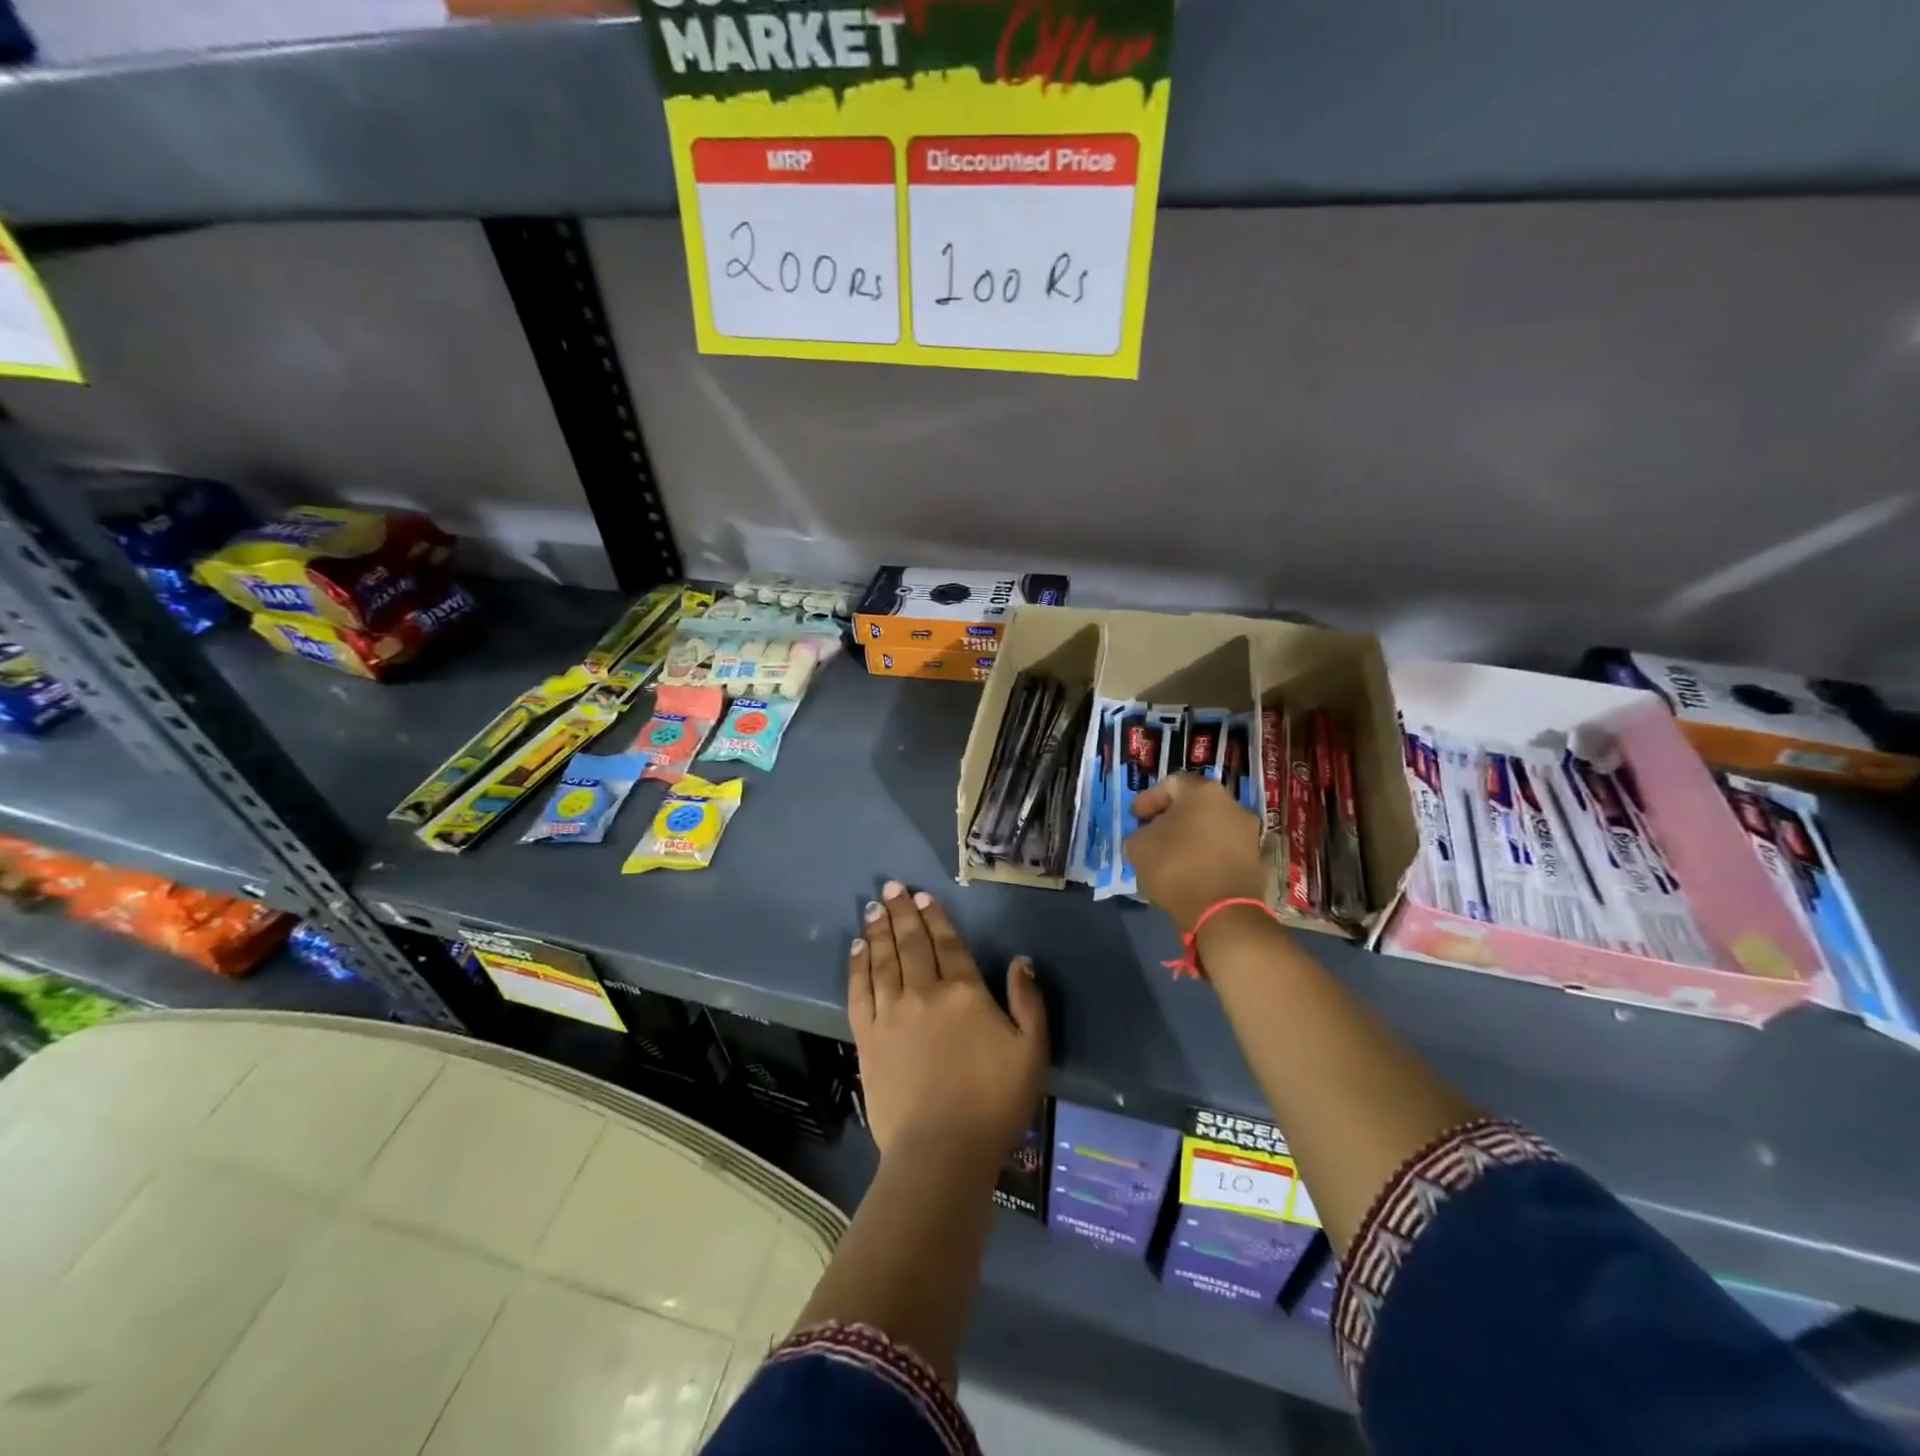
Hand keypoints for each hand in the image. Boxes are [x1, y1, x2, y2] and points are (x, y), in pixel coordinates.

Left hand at [849, 881, 1047, 1164]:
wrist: (941, 1151)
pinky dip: (857, 966)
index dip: (934, 917)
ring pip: (882, 959)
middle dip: (901, 913)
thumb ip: (1028, 1001)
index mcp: (963, 992)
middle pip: (910, 943)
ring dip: (878, 930)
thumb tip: (1021, 961)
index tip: (922, 896)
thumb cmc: (994, 1102)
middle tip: (891, 888)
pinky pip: (859, 990)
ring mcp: (891, 1013)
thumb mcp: (1032, 1052)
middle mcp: (923, 992)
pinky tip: (857, 949)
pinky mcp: (868, 1037)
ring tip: (873, 908)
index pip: (947, 943)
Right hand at [1124, 772, 1268, 930]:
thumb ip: (1139, 834)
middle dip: (1171, 817)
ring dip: (1190, 836)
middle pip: (1194, 804)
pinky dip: (1205, 854)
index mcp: (1203, 792)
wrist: (1224, 912)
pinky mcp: (1255, 859)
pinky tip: (1190, 871)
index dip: (1149, 799)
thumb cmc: (1176, 868)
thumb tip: (1147, 837)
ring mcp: (1248, 832)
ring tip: (1170, 856)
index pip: (1171, 783)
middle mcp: (1231, 804)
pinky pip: (1222, 848)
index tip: (1136, 817)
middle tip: (1152, 834)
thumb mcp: (1138, 847)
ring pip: (1210, 826)